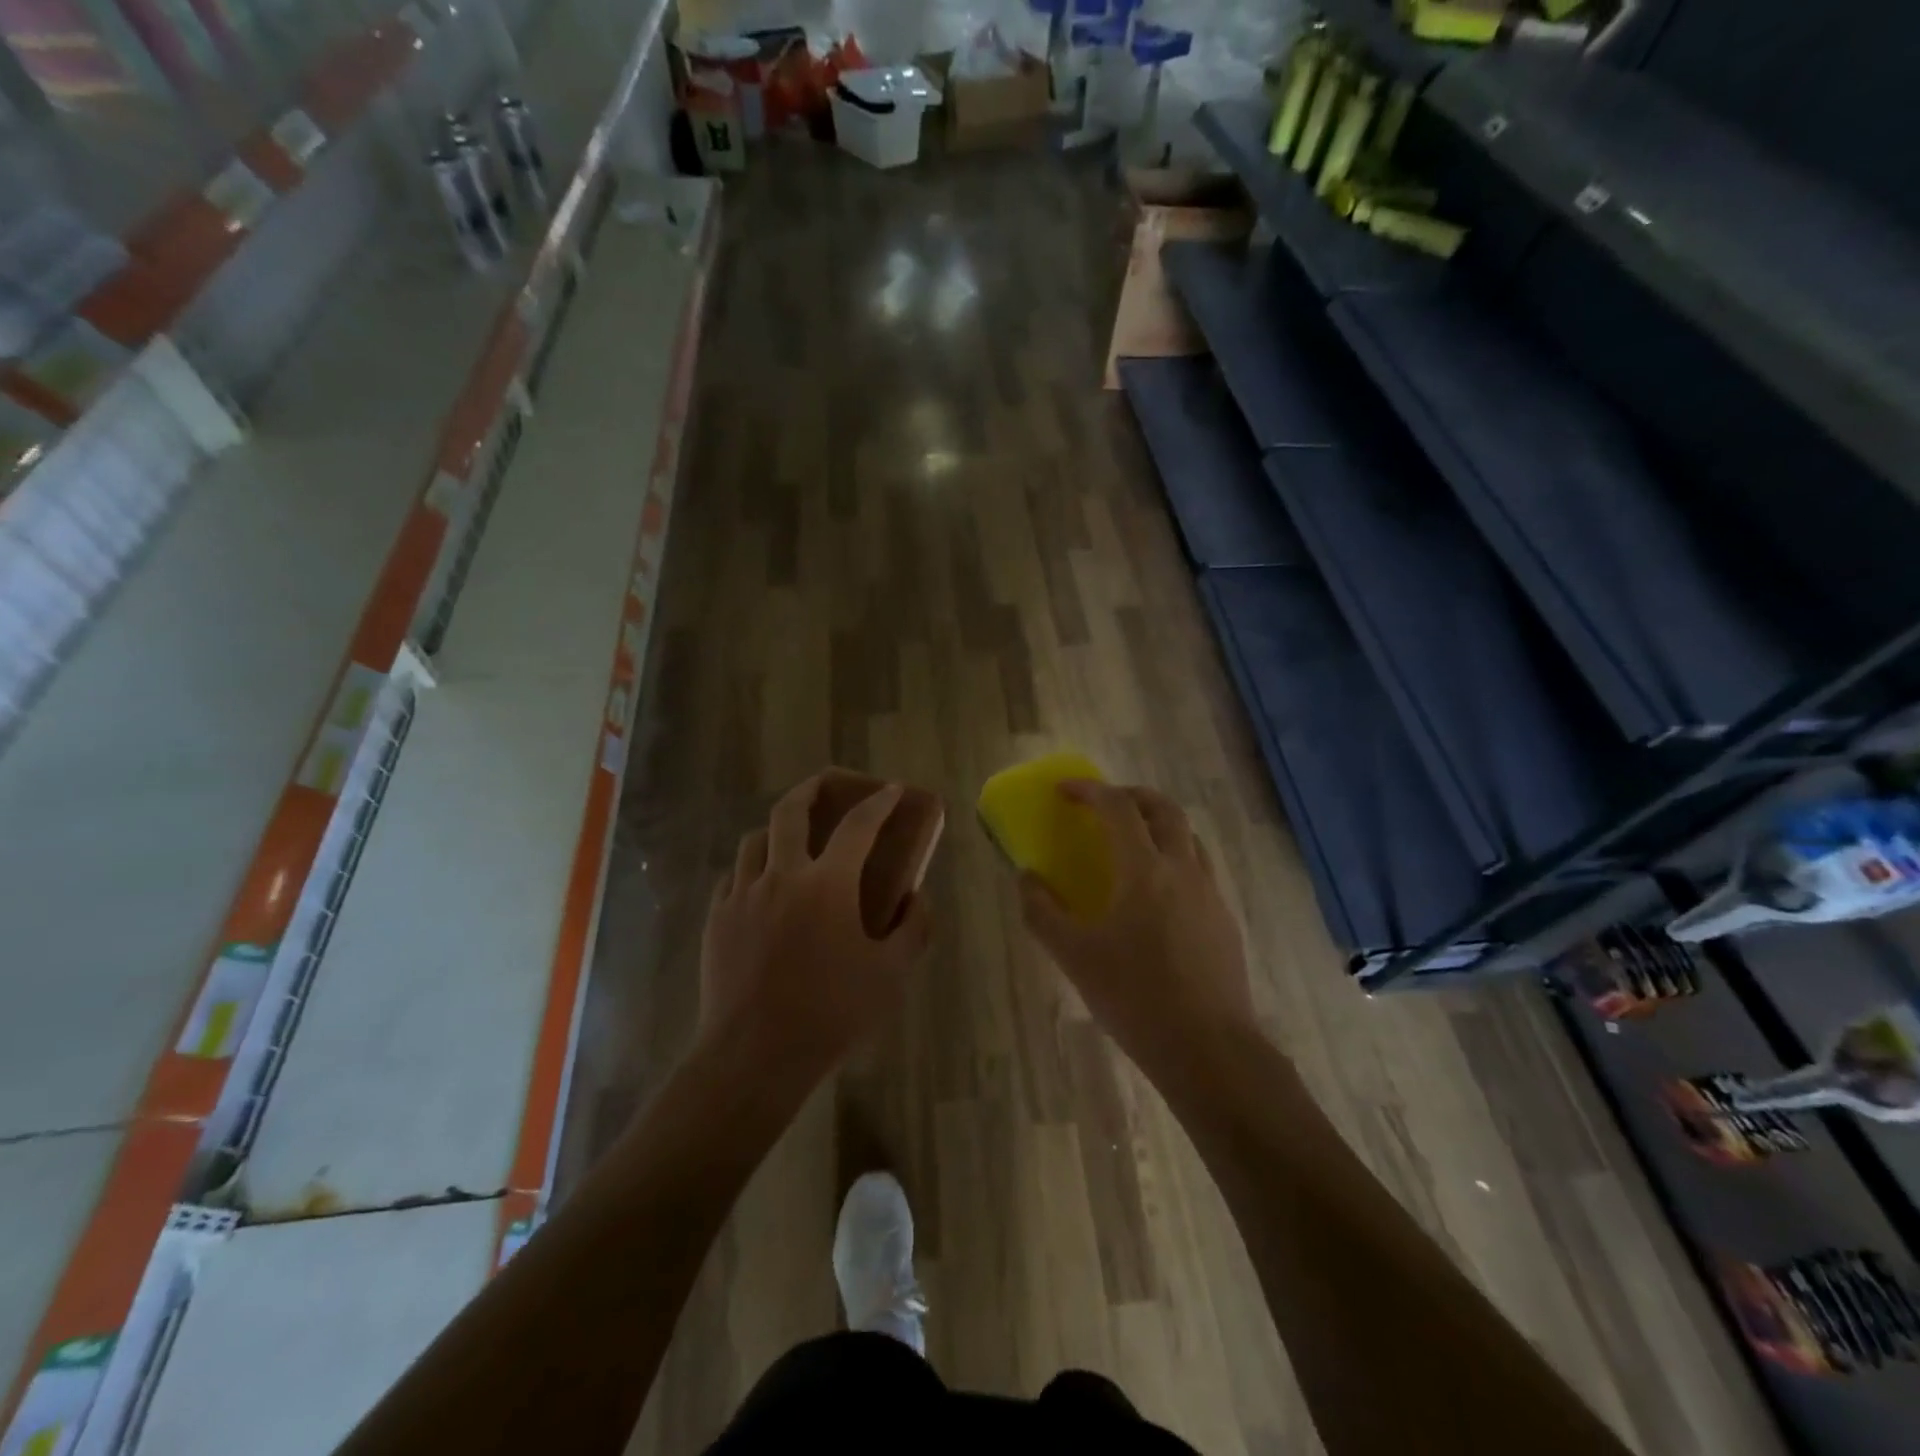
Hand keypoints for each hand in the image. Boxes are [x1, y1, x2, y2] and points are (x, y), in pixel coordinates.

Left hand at [698, 774, 933, 1098]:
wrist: (754, 1055)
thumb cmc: (831, 1013)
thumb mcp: (891, 975)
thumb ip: (914, 929)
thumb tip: (918, 898)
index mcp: (827, 884)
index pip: (858, 825)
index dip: (878, 802)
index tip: (890, 790)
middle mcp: (781, 876)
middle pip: (790, 811)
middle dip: (812, 789)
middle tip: (828, 785)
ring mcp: (742, 895)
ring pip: (755, 839)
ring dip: (778, 829)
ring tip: (792, 839)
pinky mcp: (716, 919)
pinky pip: (733, 876)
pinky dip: (753, 868)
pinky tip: (763, 887)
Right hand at [1020, 781, 1253, 1078]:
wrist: (1209, 1049)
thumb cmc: (1135, 998)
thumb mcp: (1074, 957)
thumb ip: (1042, 912)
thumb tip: (1027, 879)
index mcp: (1145, 870)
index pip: (1118, 808)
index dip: (1089, 790)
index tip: (1064, 791)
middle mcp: (1183, 869)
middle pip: (1164, 808)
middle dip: (1131, 796)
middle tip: (1104, 804)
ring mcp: (1211, 893)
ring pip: (1188, 837)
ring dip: (1158, 824)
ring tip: (1132, 843)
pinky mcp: (1225, 919)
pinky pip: (1199, 868)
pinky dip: (1174, 858)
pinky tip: (1157, 895)